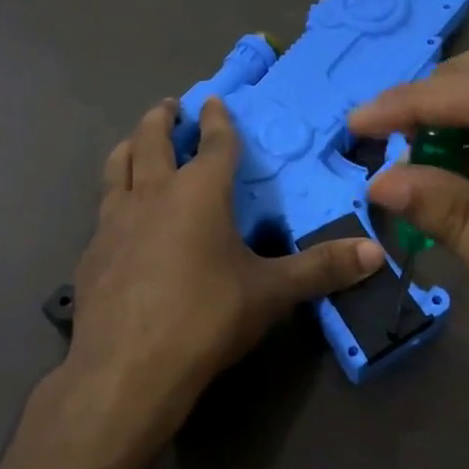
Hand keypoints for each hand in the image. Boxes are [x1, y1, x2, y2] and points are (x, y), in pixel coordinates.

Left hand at [65, 97, 383, 451]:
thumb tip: (376, 253)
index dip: (219, 120)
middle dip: (163, 118)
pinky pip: (102, 209)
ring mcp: (114, 221)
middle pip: (152, 140)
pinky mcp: (92, 252)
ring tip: (135, 142)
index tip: (215, 101)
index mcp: (199, 192)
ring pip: (117, 167)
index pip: (215, 143)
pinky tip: (118, 217)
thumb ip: (322, 269)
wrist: (128, 368)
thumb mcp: (271, 293)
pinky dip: (113, 197)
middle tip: (169, 107)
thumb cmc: (206, 317)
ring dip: (129, 146)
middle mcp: (153, 194)